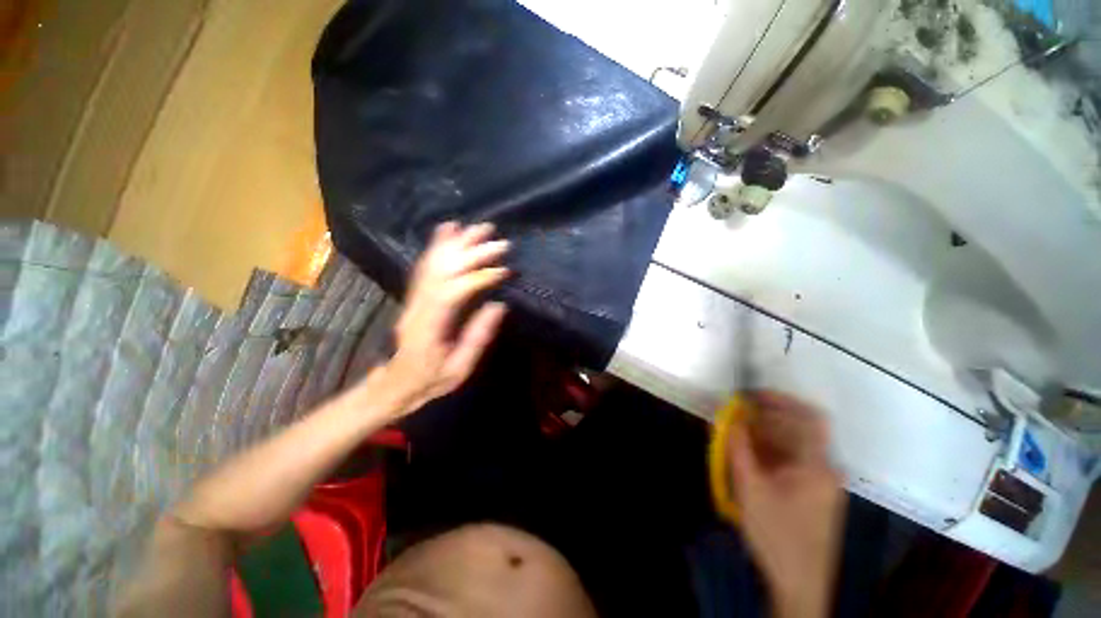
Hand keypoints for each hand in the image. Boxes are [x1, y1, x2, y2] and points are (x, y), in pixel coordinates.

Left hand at [376, 222, 509, 412]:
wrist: (396, 383)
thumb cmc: (430, 380)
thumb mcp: (459, 368)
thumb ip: (477, 337)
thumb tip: (498, 305)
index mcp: (430, 326)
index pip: (453, 292)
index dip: (480, 277)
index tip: (505, 270)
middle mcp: (418, 306)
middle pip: (444, 270)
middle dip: (473, 253)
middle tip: (499, 241)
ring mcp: (414, 298)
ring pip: (434, 263)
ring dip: (457, 242)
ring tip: (478, 227)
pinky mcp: (415, 295)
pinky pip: (425, 265)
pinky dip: (437, 245)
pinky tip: (447, 229)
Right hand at [728, 392, 845, 617]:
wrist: (800, 584)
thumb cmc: (777, 534)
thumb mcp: (751, 488)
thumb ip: (738, 448)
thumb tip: (728, 417)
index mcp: (817, 465)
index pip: (808, 417)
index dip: (781, 400)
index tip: (751, 396)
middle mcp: (825, 468)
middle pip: (798, 430)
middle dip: (765, 418)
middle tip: (734, 418)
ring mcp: (821, 482)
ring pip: (793, 446)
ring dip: (764, 436)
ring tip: (736, 438)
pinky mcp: (814, 493)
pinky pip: (792, 462)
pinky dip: (770, 453)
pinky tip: (749, 458)